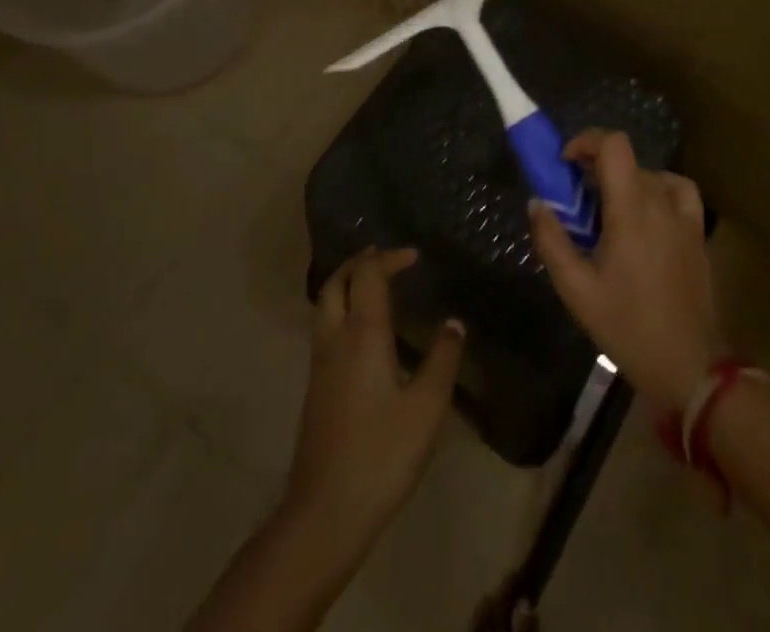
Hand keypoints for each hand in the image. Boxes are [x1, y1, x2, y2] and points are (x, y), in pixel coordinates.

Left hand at [284, 247, 464, 564]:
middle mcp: (335, 339)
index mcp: (362, 334)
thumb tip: (453, 323)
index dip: (389, 258)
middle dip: (359, 262)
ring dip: (347, 283)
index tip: (414, 256)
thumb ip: (442, 360)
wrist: (324, 513)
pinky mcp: (316, 387)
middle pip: (336, 282)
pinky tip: (363, 329)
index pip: (368, 275)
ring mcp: (320, 364)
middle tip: (387, 257)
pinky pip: (325, 327)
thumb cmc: (381, 454)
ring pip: (325, 304)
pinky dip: (342, 308)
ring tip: (374, 283)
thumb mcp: (426, 408)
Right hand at [528, 131, 725, 413]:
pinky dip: (657, 188)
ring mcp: (684, 216)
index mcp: (630, 209)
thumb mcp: (577, 290)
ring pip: (649, 174)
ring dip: (623, 181)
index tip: (565, 163)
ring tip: (607, 211)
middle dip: (596, 168)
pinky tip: (646, 213)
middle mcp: (660, 202)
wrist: (689, 365)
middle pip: (627, 159)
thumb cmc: (627, 327)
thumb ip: (552, 241)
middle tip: (576, 201)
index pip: (614, 145)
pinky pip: (677, 190)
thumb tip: (537, 202)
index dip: (587, 141)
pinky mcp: (697, 232)